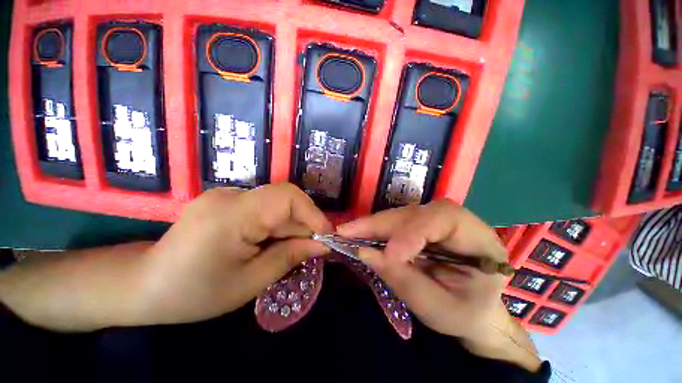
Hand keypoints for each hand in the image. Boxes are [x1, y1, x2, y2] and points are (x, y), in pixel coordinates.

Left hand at [137, 183, 331, 324]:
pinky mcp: (227, 201)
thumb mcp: (249, 282)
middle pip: (284, 199)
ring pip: (277, 203)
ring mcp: (227, 195)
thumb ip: (290, 257)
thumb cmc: (193, 293)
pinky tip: (272, 242)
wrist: (143, 285)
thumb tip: (323, 244)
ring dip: (291, 226)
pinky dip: (277, 224)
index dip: (312, 213)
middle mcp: (231, 195)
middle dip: (304, 223)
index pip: (287, 197)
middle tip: (314, 248)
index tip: (326, 235)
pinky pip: (265, 207)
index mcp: (232, 214)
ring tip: (293, 249)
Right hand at [338, 201, 539, 370]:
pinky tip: (359, 233)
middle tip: (347, 231)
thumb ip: (403, 280)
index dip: (411, 234)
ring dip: (373, 225)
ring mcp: (436, 220)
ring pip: (401, 215)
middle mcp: (457, 221)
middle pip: (415, 213)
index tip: (388, 256)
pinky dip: (375, 229)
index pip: (442, 220)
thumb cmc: (464, 313)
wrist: (472, 310)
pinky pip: (395, 222)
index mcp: (479, 239)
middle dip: (380, 224)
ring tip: (348, 232)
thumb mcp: (438, 309)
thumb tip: (364, 253)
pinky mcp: (421, 225)